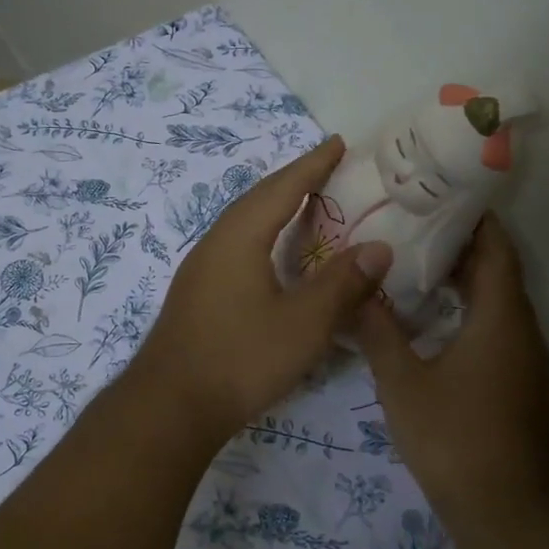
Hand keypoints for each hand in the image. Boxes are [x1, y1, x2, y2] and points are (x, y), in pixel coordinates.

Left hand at [132, 138, 391, 443]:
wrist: (170, 405)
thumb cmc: (240, 359)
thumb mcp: (304, 324)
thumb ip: (342, 284)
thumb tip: (378, 247)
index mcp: (240, 238)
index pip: (282, 187)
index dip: (313, 164)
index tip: (338, 142)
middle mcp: (215, 243)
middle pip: (257, 199)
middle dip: (293, 180)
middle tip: (327, 169)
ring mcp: (200, 269)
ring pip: (242, 223)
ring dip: (274, 207)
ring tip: (305, 205)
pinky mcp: (196, 294)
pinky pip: (235, 245)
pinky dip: (261, 235)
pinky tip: (272, 256)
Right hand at [354, 217, 548, 523]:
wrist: (507, 512)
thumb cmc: (454, 438)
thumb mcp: (402, 382)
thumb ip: (378, 331)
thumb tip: (357, 289)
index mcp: (501, 318)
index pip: (496, 248)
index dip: (473, 218)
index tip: (436, 196)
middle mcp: (522, 330)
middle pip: (497, 271)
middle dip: (459, 246)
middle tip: (409, 226)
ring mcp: (525, 360)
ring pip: (497, 303)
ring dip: (462, 280)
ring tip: (410, 264)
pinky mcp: (519, 384)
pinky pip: (496, 329)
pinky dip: (467, 311)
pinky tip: (428, 320)